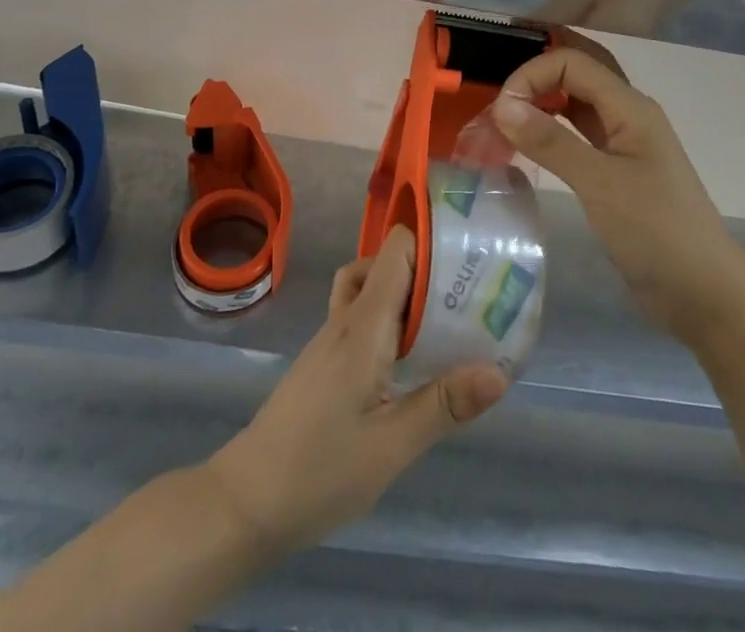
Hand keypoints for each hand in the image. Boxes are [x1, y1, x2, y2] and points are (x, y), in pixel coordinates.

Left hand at [206, 227, 507, 555]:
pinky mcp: (325, 361)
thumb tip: (500, 372)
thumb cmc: (318, 471)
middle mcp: (346, 320)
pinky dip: (389, 317)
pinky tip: (410, 357)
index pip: (396, 251)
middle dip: (427, 267)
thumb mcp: (391, 446)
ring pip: (370, 288)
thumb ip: (444, 405)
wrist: (244, 503)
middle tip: (471, 289)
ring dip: (405, 291)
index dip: (430, 241)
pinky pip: (361, 316)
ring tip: (445, 320)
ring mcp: (331, 339)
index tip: (469, 255)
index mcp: (363, 326)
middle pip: (385, 263)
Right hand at [491, 30, 741, 342]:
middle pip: (577, 73)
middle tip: (498, 97)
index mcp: (630, 106)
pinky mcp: (616, 171)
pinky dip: (551, 130)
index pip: (572, 62)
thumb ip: (550, 141)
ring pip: (577, 103)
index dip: (532, 75)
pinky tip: (528, 144)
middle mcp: (627, 114)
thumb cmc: (657, 233)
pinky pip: (578, 133)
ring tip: (504, 118)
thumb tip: (501, 104)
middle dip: (537, 75)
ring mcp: (624, 143)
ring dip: (542, 102)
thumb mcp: (600, 184)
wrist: (706, 297)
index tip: (500, 110)